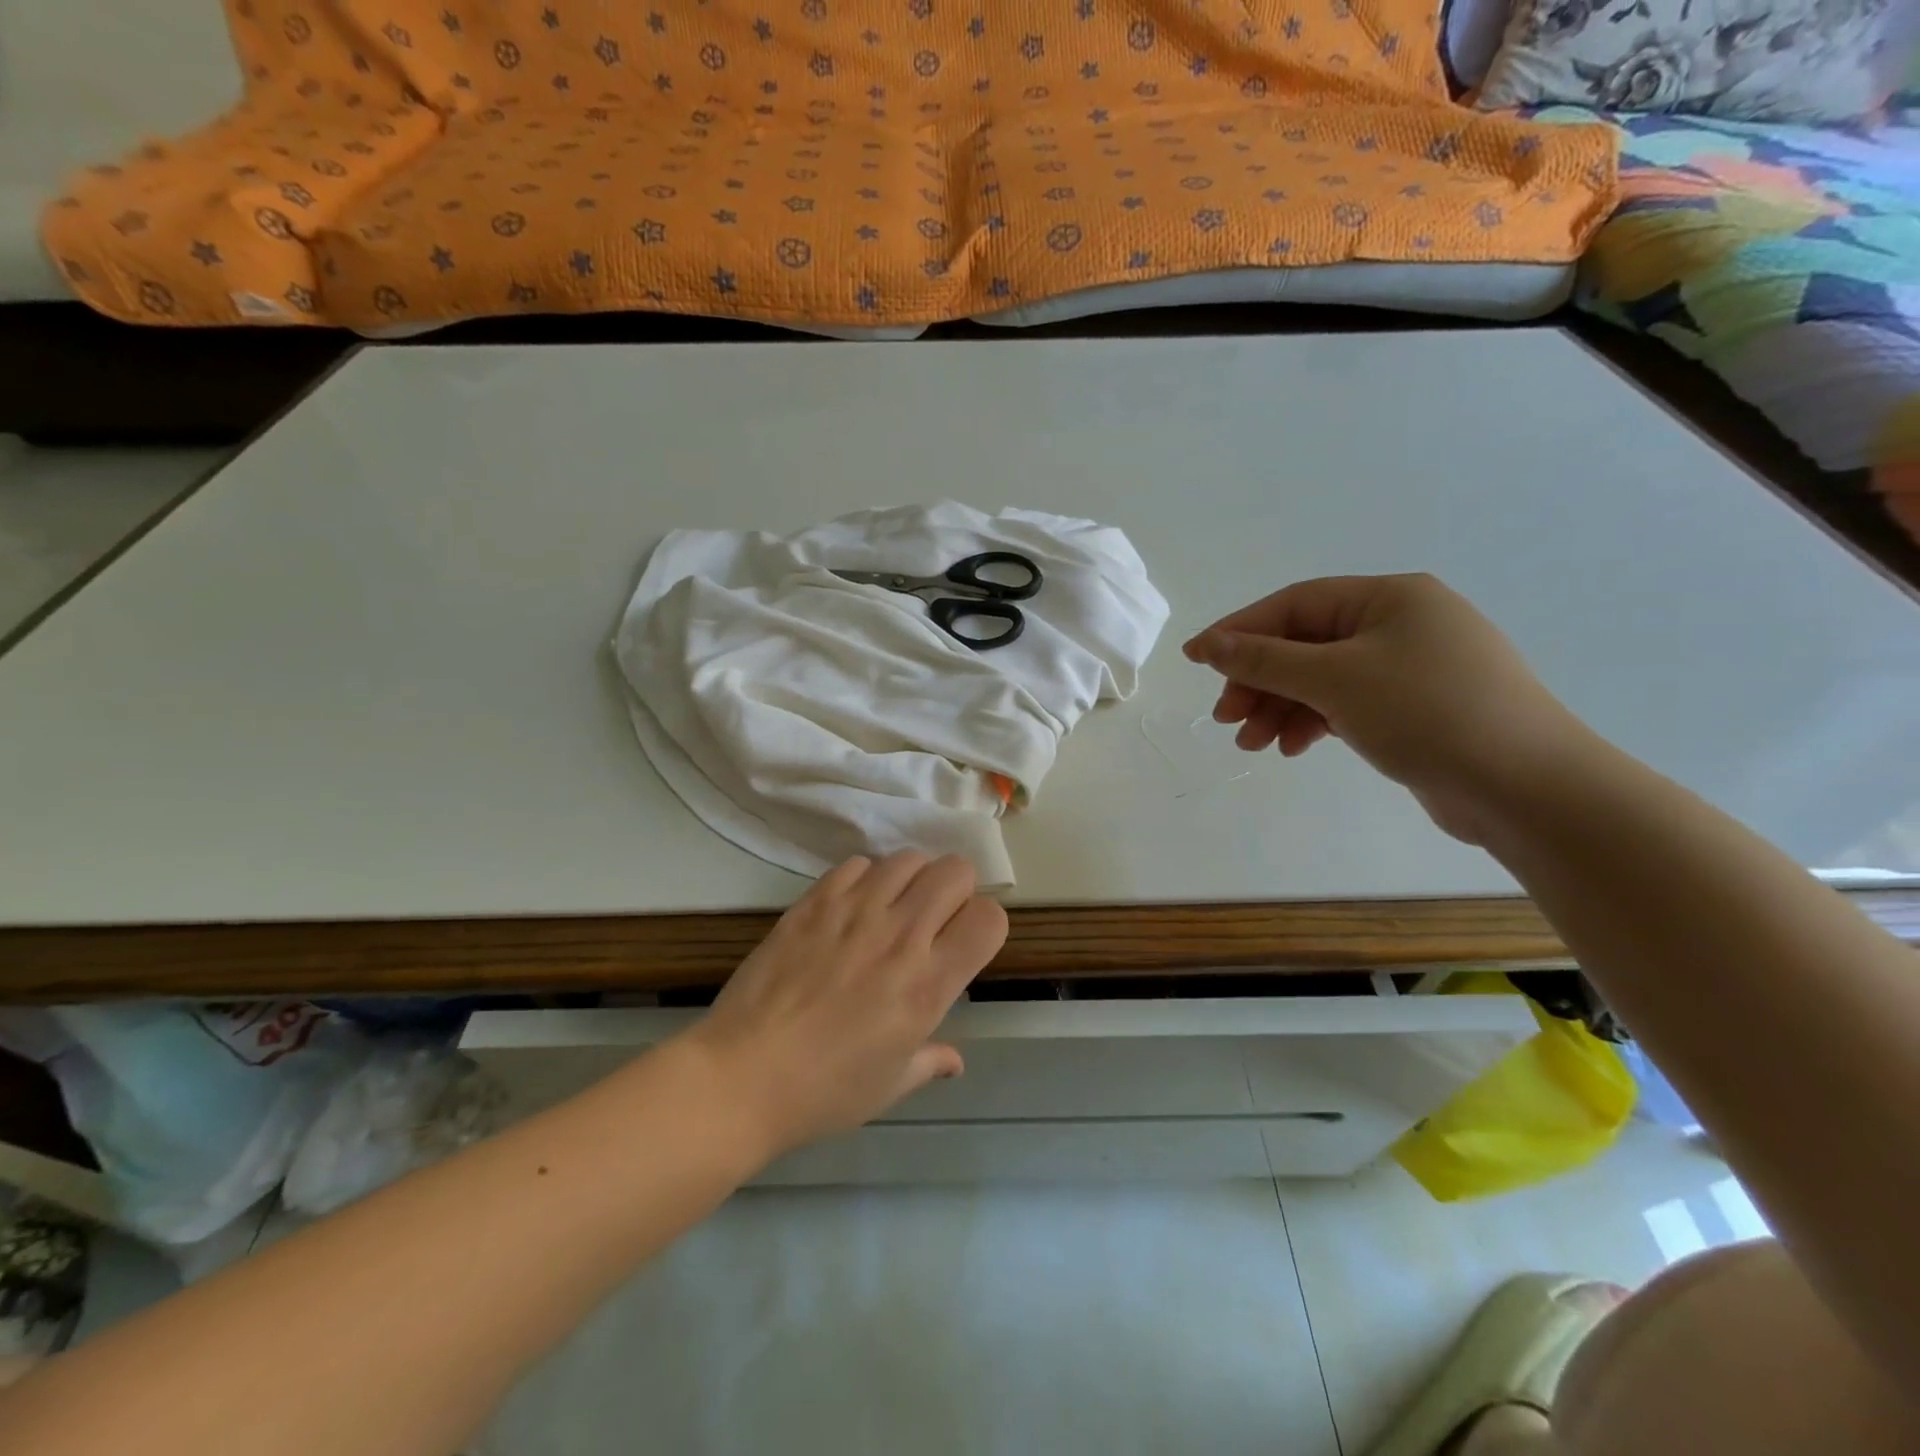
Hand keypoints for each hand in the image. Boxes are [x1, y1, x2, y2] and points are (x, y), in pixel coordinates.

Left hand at [682, 851, 1007, 1158]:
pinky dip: (866, 879)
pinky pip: (858, 864)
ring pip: (908, 859)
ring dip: (911, 880)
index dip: (985, 925)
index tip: (966, 943)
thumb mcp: (890, 1085)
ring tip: (893, 909)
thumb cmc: (824, 1091)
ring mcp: (855, 911)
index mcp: (928, 983)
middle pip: (955, 871)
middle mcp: (900, 935)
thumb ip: (931, 1061)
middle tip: (934, 920)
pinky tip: (852, 908)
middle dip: (956, 891)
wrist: (743, 1074)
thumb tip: (954, 1060)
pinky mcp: (815, 901)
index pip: (989, 918)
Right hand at [1183, 574, 1590, 843]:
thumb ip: (1265, 659)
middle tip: (1227, 718)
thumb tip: (1209, 644)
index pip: (1294, 605)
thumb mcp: (1335, 680)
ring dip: (1281, 708)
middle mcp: (1401, 623)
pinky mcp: (1417, 707)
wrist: (1528, 787)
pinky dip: (1315, 722)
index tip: (1195, 660)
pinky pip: (1348, 704)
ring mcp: (1412, 667)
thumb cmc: (1428, 713)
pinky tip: (1294, 748)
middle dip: (1260, 681)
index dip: (1239, 631)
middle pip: (1305, 644)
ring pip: (1323, 678)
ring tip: (1253, 744)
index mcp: (1389, 598)